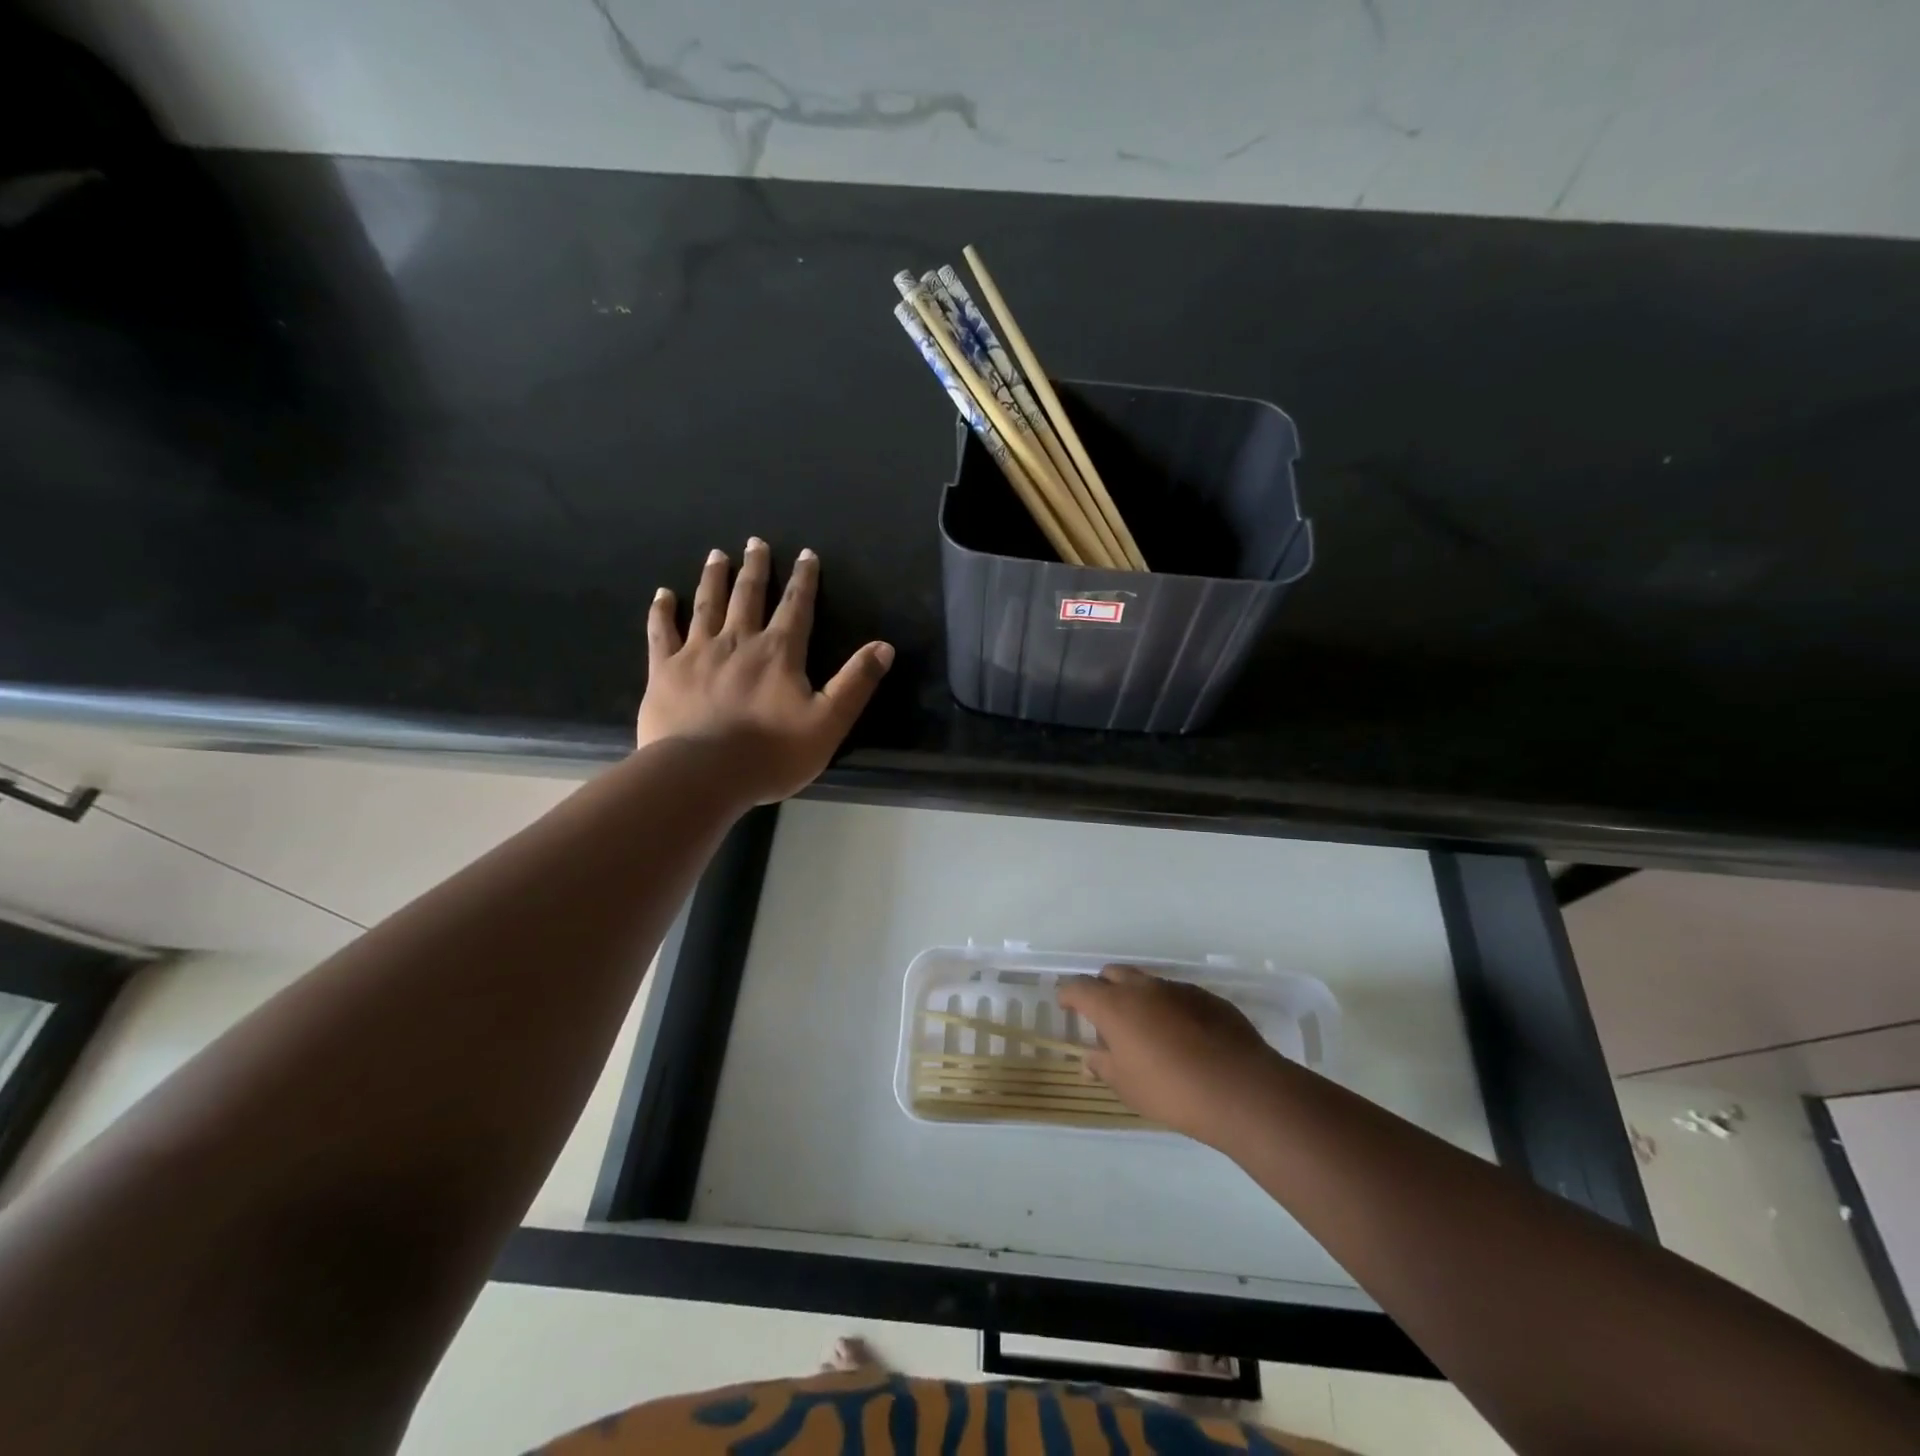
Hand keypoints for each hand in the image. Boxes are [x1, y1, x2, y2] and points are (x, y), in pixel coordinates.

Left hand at [637, 539, 893, 804]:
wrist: (703, 773)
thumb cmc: (772, 753)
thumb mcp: (829, 722)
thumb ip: (856, 683)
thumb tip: (884, 646)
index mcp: (779, 653)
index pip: (796, 607)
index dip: (804, 580)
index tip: (806, 554)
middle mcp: (738, 641)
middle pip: (748, 596)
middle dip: (755, 568)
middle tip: (755, 542)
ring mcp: (697, 653)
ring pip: (707, 605)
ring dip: (713, 578)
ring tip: (717, 555)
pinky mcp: (665, 671)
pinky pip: (662, 633)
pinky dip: (662, 612)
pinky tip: (662, 595)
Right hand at [1057, 965, 1281, 1146]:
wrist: (1239, 1088)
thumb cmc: (1171, 1090)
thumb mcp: (1127, 1086)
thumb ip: (1103, 1066)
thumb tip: (1090, 1058)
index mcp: (1115, 1006)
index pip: (1079, 988)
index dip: (1069, 995)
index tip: (1066, 1006)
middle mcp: (1143, 988)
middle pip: (1112, 974)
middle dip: (1103, 988)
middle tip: (1104, 1016)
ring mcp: (1177, 989)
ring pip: (1147, 982)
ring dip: (1138, 998)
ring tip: (1145, 1029)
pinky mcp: (1207, 997)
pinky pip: (1177, 995)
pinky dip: (1168, 1008)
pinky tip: (1181, 1036)